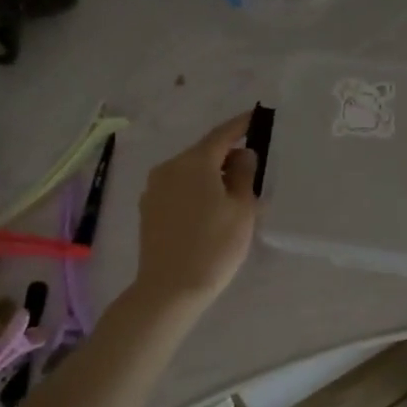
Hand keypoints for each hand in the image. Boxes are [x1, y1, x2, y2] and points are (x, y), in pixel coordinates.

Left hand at [131, 112, 258, 310]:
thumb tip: (243, 155)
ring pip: (190, 172)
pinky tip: (210, 210)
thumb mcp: (241, 209)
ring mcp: (154, 189)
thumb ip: (245, 174)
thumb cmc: (214, 246)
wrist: (170, 289)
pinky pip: (179, 189)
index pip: (222, 134)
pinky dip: (197, 190)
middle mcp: (169, 167)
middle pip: (204, 152)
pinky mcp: (149, 210)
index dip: (242, 125)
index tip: (258, 118)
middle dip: (228, 156)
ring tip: (234, 194)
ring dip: (212, 175)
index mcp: (194, 161)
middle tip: (254, 168)